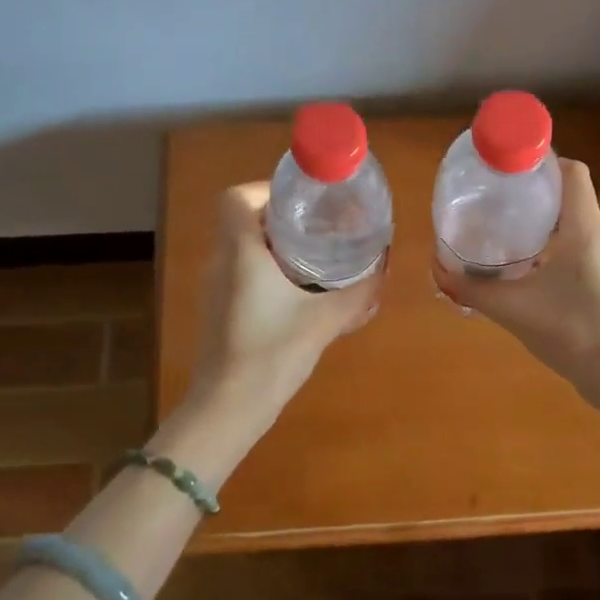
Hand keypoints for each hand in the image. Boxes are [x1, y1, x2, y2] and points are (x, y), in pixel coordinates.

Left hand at [189, 182, 382, 416]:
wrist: (228, 409)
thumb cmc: (272, 354)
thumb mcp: (325, 320)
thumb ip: (359, 293)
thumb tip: (383, 271)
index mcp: (241, 253)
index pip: (237, 197)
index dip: (266, 190)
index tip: (302, 203)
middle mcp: (221, 263)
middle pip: (244, 220)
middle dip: (281, 218)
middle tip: (319, 227)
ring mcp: (215, 289)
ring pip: (241, 249)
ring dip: (274, 246)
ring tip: (314, 257)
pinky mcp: (217, 312)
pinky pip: (240, 274)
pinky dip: (266, 272)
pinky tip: (297, 294)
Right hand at [432, 159, 599, 394]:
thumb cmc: (571, 331)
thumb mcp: (513, 310)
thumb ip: (473, 290)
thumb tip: (438, 272)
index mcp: (584, 229)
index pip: (572, 172)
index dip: (544, 161)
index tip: (511, 170)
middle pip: (572, 198)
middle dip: (537, 196)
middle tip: (500, 204)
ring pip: (579, 226)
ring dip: (549, 225)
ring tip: (512, 236)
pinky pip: (587, 249)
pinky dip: (562, 248)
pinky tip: (537, 272)